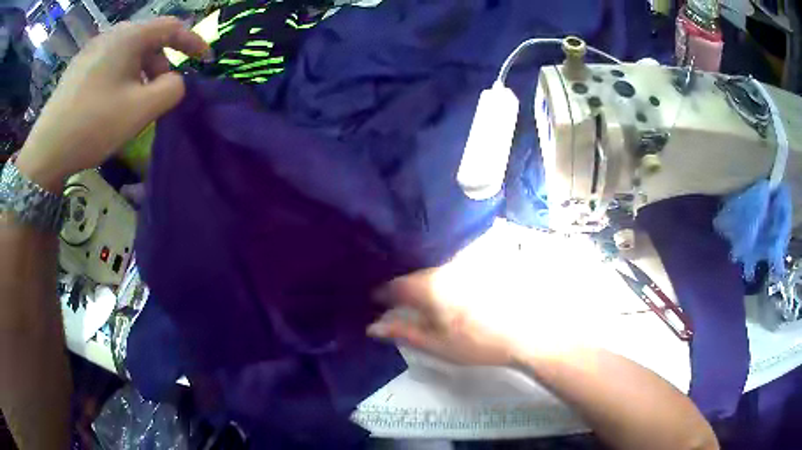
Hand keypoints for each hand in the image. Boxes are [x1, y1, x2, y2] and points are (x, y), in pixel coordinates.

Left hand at [15, 18, 209, 190]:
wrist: (45, 152)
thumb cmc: (93, 126)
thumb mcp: (140, 111)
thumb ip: (172, 89)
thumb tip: (176, 80)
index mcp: (128, 37)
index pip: (171, 27)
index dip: (192, 42)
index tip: (205, 61)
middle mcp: (111, 34)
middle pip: (148, 40)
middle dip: (161, 64)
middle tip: (159, 94)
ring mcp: (91, 49)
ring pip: (127, 52)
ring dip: (139, 72)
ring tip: (133, 102)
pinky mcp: (78, 67)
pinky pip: (109, 62)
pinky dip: (120, 76)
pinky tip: (111, 101)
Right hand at [369, 268, 520, 365]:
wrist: (526, 331)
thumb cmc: (478, 342)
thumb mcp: (437, 344)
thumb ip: (403, 332)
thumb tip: (372, 326)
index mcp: (430, 286)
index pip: (395, 285)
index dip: (382, 293)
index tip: (377, 299)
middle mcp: (445, 265)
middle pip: (416, 271)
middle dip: (405, 282)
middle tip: (400, 297)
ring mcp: (466, 259)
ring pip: (436, 261)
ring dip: (426, 271)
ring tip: (426, 289)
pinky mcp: (484, 257)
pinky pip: (456, 256)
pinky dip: (447, 266)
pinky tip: (453, 281)